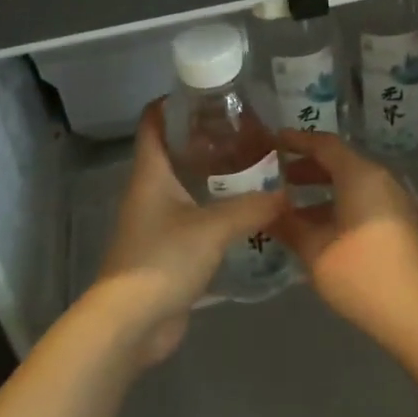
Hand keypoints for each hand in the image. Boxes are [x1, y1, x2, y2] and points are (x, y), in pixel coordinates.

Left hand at [89, 101, 287, 364]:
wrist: (132, 323)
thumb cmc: (163, 261)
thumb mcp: (212, 228)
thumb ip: (251, 208)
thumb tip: (286, 194)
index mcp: (150, 174)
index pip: (153, 123)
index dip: (173, 103)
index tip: (208, 93)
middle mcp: (150, 192)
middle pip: (174, 152)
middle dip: (206, 139)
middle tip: (247, 131)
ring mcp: (156, 222)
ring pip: (186, 186)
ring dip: (214, 177)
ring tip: (255, 167)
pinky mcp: (167, 250)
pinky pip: (194, 218)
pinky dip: (216, 210)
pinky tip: (247, 212)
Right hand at [271, 129, 417, 348]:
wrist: (415, 314)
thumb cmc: (360, 274)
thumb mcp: (314, 250)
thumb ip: (287, 225)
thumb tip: (264, 210)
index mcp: (361, 176)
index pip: (324, 145)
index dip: (296, 141)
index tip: (271, 143)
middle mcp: (381, 180)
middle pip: (340, 162)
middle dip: (306, 167)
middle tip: (275, 176)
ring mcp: (395, 202)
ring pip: (353, 184)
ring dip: (321, 190)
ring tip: (290, 207)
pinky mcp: (401, 224)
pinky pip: (364, 201)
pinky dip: (339, 204)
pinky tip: (318, 229)